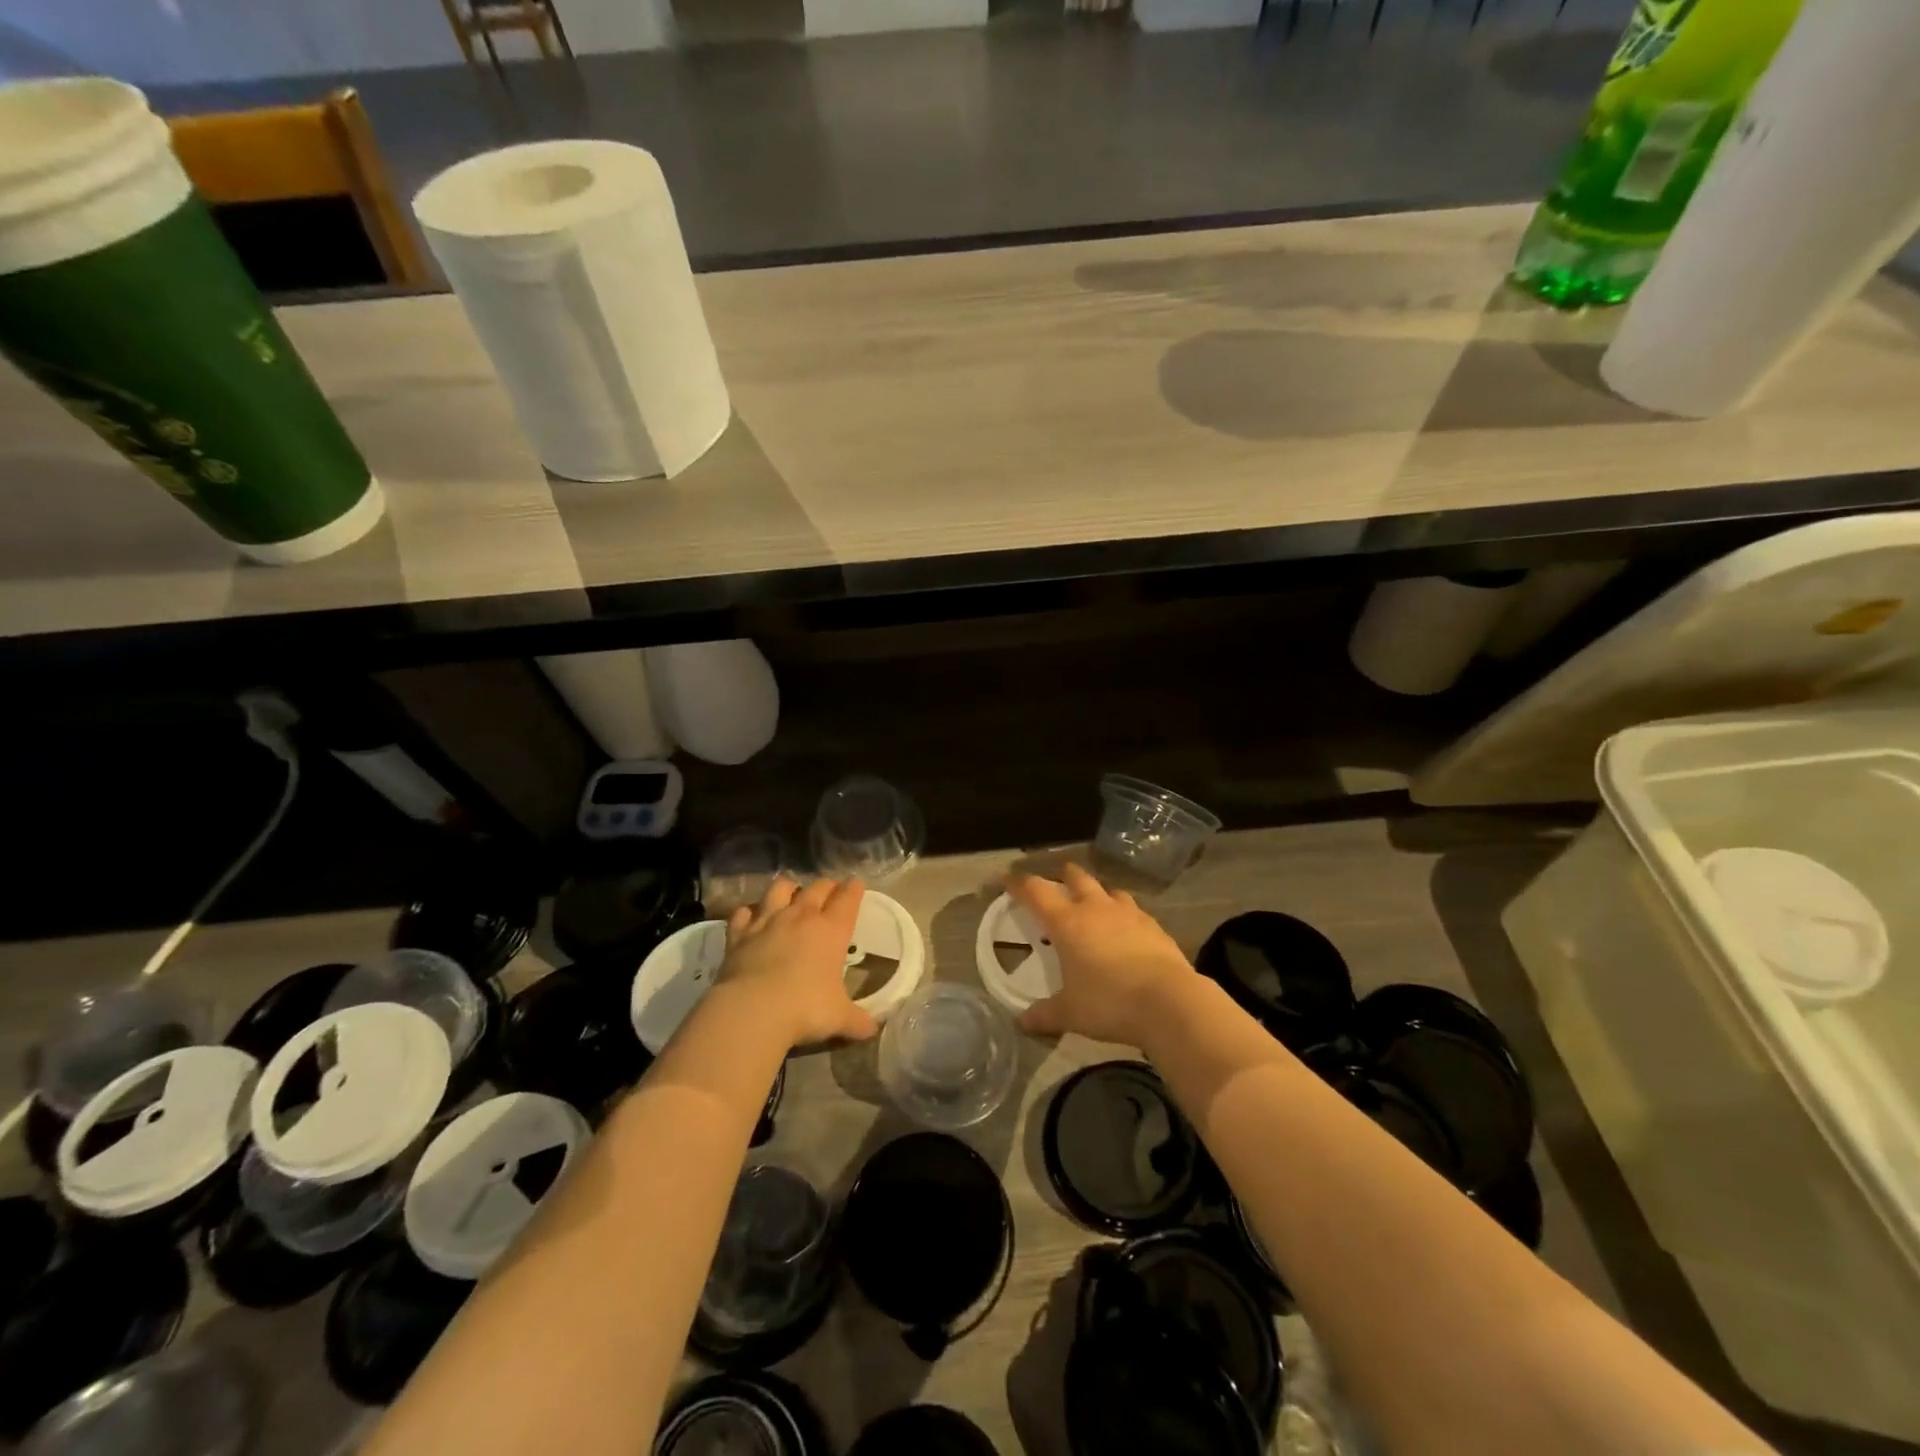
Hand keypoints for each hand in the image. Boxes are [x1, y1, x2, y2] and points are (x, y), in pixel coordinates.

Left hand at [720, 877, 878, 1048]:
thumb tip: (871, 1031)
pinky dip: (749, 912)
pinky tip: (751, 918)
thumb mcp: (839, 1018)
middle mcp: (801, 917)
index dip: (854, 888)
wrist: (752, 1011)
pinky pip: (744, 912)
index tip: (856, 883)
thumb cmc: (805, 1009)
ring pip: (780, 888)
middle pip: (817, 887)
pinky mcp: (739, 933)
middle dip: (827, 886)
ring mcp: (768, 921)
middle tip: (830, 890)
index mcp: (832, 930)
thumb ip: (857, 1021)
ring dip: (788, 889)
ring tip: (791, 895)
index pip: (848, 898)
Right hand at [1009, 863, 1195, 1046]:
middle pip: (1076, 878)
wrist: (1170, 1002)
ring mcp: (1129, 914)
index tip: (1007, 879)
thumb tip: (1022, 1022)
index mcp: (1067, 922)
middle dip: (1063, 876)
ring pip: (1109, 890)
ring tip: (1094, 904)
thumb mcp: (1070, 1013)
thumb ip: (1044, 1015)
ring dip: (1098, 893)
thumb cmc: (1109, 1002)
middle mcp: (1096, 908)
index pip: (1036, 892)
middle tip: (1057, 881)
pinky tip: (1126, 931)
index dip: (1019, 883)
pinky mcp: (1154, 926)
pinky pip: (1133, 911)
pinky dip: (1124, 915)